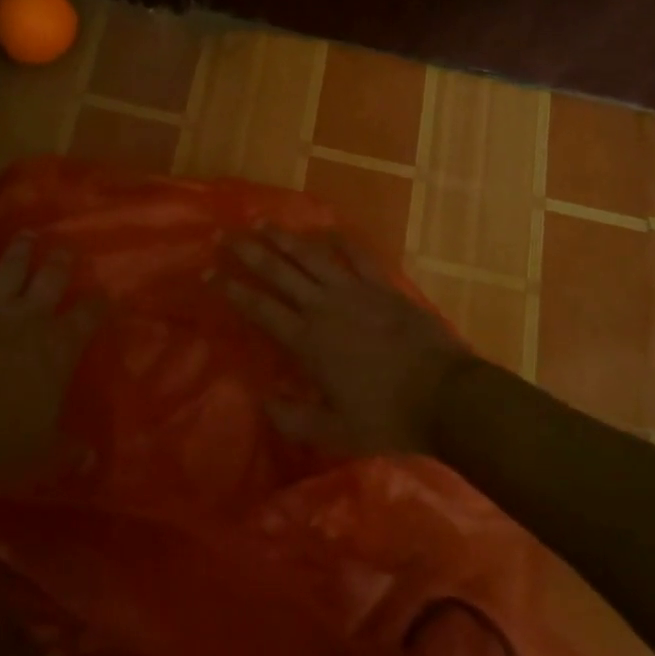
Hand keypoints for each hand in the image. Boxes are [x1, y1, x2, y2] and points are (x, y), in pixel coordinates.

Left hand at [0, 235, 101, 475]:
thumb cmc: (2, 440)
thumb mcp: (44, 454)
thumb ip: (68, 451)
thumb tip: (92, 459)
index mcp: (58, 349)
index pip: (86, 318)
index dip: (97, 305)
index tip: (104, 294)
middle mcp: (29, 320)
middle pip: (50, 281)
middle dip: (60, 263)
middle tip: (66, 248)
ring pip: (9, 272)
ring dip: (19, 253)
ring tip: (26, 234)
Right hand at [221, 228, 476, 455]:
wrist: (446, 396)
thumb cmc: (388, 417)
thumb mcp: (335, 432)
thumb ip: (294, 419)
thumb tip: (263, 400)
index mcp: (307, 340)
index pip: (259, 308)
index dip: (231, 289)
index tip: (208, 273)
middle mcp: (324, 307)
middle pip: (279, 271)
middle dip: (249, 252)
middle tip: (225, 236)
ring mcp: (355, 291)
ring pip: (311, 257)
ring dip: (285, 239)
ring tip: (264, 224)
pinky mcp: (383, 287)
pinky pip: (357, 257)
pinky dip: (340, 242)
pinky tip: (328, 232)